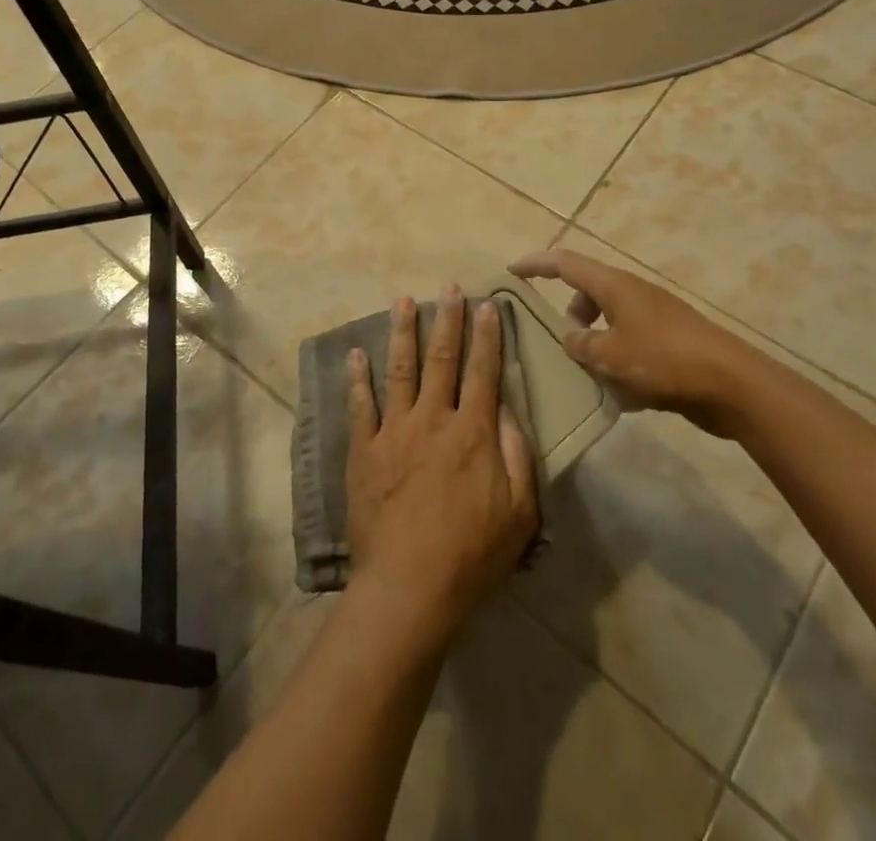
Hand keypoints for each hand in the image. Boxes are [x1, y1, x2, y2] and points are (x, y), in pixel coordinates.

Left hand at [345, 288, 538, 645]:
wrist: (409, 586)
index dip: (488, 336)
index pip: (483, 372)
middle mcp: (432, 419)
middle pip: (442, 359)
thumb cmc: (472, 554)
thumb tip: (505, 408)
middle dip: (448, 319)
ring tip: (402, 300)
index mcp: (472, 433)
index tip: (488, 305)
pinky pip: (359, 405)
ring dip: (402, 332)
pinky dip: (357, 377)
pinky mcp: (364, 449)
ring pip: (399, 369)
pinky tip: (355, 353)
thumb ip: (517, 455)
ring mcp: (394, 431)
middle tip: (448, 288)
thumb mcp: (520, 512)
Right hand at [508, 249, 766, 431]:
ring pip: (609, 321)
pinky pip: (630, 343)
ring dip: (594, 342)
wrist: (732, 385)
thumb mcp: (610, 355)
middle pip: (588, 292)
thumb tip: (571, 338)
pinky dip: (618, 360)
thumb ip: (581, 345)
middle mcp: (632, 294)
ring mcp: (654, 317)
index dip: (536, 264)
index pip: (565, 263)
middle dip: (570, 314)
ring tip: (589, 374)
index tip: (511, 271)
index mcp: (614, 286)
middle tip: (560, 343)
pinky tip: (622, 393)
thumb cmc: (664, 360)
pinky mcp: (670, 342)